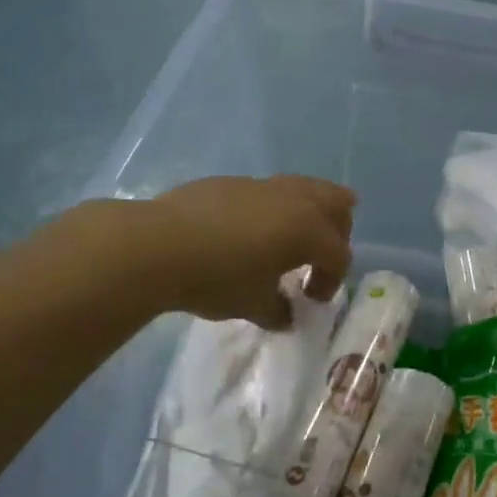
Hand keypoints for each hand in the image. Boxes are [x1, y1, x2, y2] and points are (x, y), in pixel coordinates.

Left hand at [146, 175, 355, 328]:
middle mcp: (294, 200)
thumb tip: (286, 314)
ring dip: (311, 210)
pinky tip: (251, 230)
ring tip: (295, 234)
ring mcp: (263, 186)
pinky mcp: (233, 181)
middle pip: (336, 205)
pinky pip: (269, 190)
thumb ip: (277, 310)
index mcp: (308, 231)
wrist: (157, 245)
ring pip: (305, 187)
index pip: (339, 254)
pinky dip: (275, 208)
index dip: (331, 281)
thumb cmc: (215, 278)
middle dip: (338, 231)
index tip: (310, 300)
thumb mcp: (252, 304)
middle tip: (319, 257)